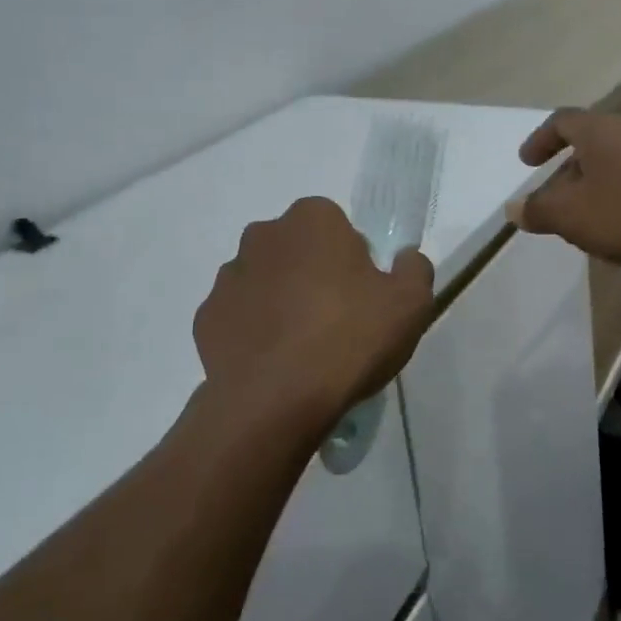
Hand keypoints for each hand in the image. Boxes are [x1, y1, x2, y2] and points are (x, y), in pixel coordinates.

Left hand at [193, 197, 434, 435]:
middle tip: (337, 321)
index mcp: (312, 219)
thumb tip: (405, 259)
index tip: (363, 296)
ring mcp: (228, 276)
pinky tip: (274, 364)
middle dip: (314, 274)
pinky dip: (254, 332)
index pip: (337, 226)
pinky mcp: (206, 317)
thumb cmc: (349, 338)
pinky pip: (240, 317)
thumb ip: (414, 269)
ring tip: (303, 349)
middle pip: (298, 250)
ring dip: (281, 301)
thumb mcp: (411, 304)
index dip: (353, 259)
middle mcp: (263, 235)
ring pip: (265, 281)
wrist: (276, 401)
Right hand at [506, 108, 620, 263]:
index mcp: (599, 130)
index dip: (540, 140)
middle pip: (590, 144)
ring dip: (597, 187)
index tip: (527, 162)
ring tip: (589, 219)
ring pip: (617, 163)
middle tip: (556, 201)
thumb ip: (540, 211)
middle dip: (568, 172)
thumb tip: (514, 208)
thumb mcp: (574, 216)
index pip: (561, 121)